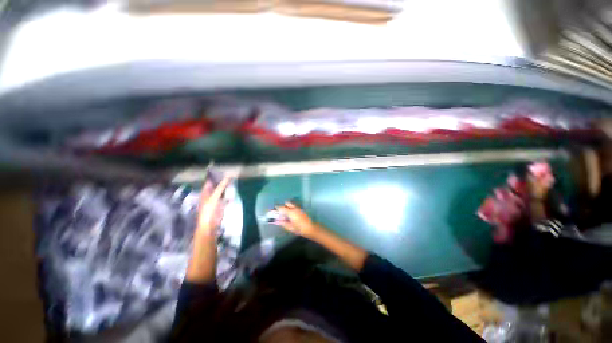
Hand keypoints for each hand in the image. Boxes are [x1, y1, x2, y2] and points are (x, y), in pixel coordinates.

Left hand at [196, 176, 230, 236]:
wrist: (209, 226)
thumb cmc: (209, 210)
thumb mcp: (215, 196)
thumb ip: (221, 186)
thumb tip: (228, 176)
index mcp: (205, 192)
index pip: (209, 181)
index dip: (214, 175)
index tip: (222, 170)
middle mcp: (209, 196)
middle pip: (215, 186)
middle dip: (221, 181)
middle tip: (230, 175)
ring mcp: (215, 201)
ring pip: (220, 192)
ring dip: (225, 188)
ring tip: (233, 182)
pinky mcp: (220, 207)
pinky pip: (225, 199)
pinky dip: (228, 196)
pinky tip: (233, 195)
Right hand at [275, 202, 319, 238]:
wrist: (311, 228)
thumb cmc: (299, 229)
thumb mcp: (290, 228)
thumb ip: (283, 223)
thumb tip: (277, 221)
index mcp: (290, 212)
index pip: (281, 207)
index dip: (277, 208)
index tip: (274, 210)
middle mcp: (294, 208)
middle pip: (287, 203)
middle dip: (283, 206)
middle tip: (281, 212)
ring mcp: (299, 208)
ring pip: (292, 204)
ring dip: (288, 207)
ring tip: (286, 214)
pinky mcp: (302, 210)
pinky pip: (295, 207)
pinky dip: (292, 209)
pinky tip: (292, 216)